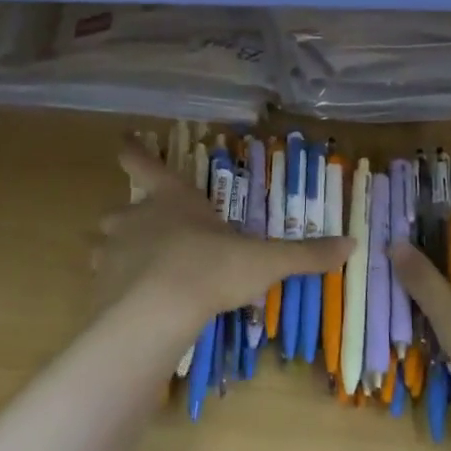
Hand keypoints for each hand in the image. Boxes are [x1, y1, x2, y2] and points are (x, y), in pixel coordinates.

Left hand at [92, 140, 351, 325]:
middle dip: (128, 219)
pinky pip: (103, 282)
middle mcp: (135, 218)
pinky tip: (132, 307)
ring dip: (116, 253)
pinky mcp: (98, 286)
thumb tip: (351, 244)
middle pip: (120, 209)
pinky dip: (114, 289)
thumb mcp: (265, 261)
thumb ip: (305, 254)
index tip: (123, 139)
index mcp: (171, 199)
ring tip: (136, 271)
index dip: (133, 150)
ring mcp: (111, 251)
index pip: (144, 163)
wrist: (157, 312)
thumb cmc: (212, 268)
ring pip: (104, 245)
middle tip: (146, 232)